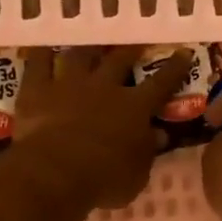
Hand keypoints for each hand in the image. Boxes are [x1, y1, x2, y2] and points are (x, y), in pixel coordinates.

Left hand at [16, 46, 191, 208]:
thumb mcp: (138, 174)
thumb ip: (147, 151)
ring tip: (91, 41)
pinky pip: (38, 64)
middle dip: (130, 51)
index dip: (175, 68)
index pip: (161, 83)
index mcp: (135, 108)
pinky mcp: (37, 90)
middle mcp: (104, 87)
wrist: (57, 171)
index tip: (183, 53)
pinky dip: (41, 55)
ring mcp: (69, 84)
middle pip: (119, 61)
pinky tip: (43, 48)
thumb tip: (159, 136)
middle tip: (135, 44)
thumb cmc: (106, 179)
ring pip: (80, 55)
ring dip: (88, 48)